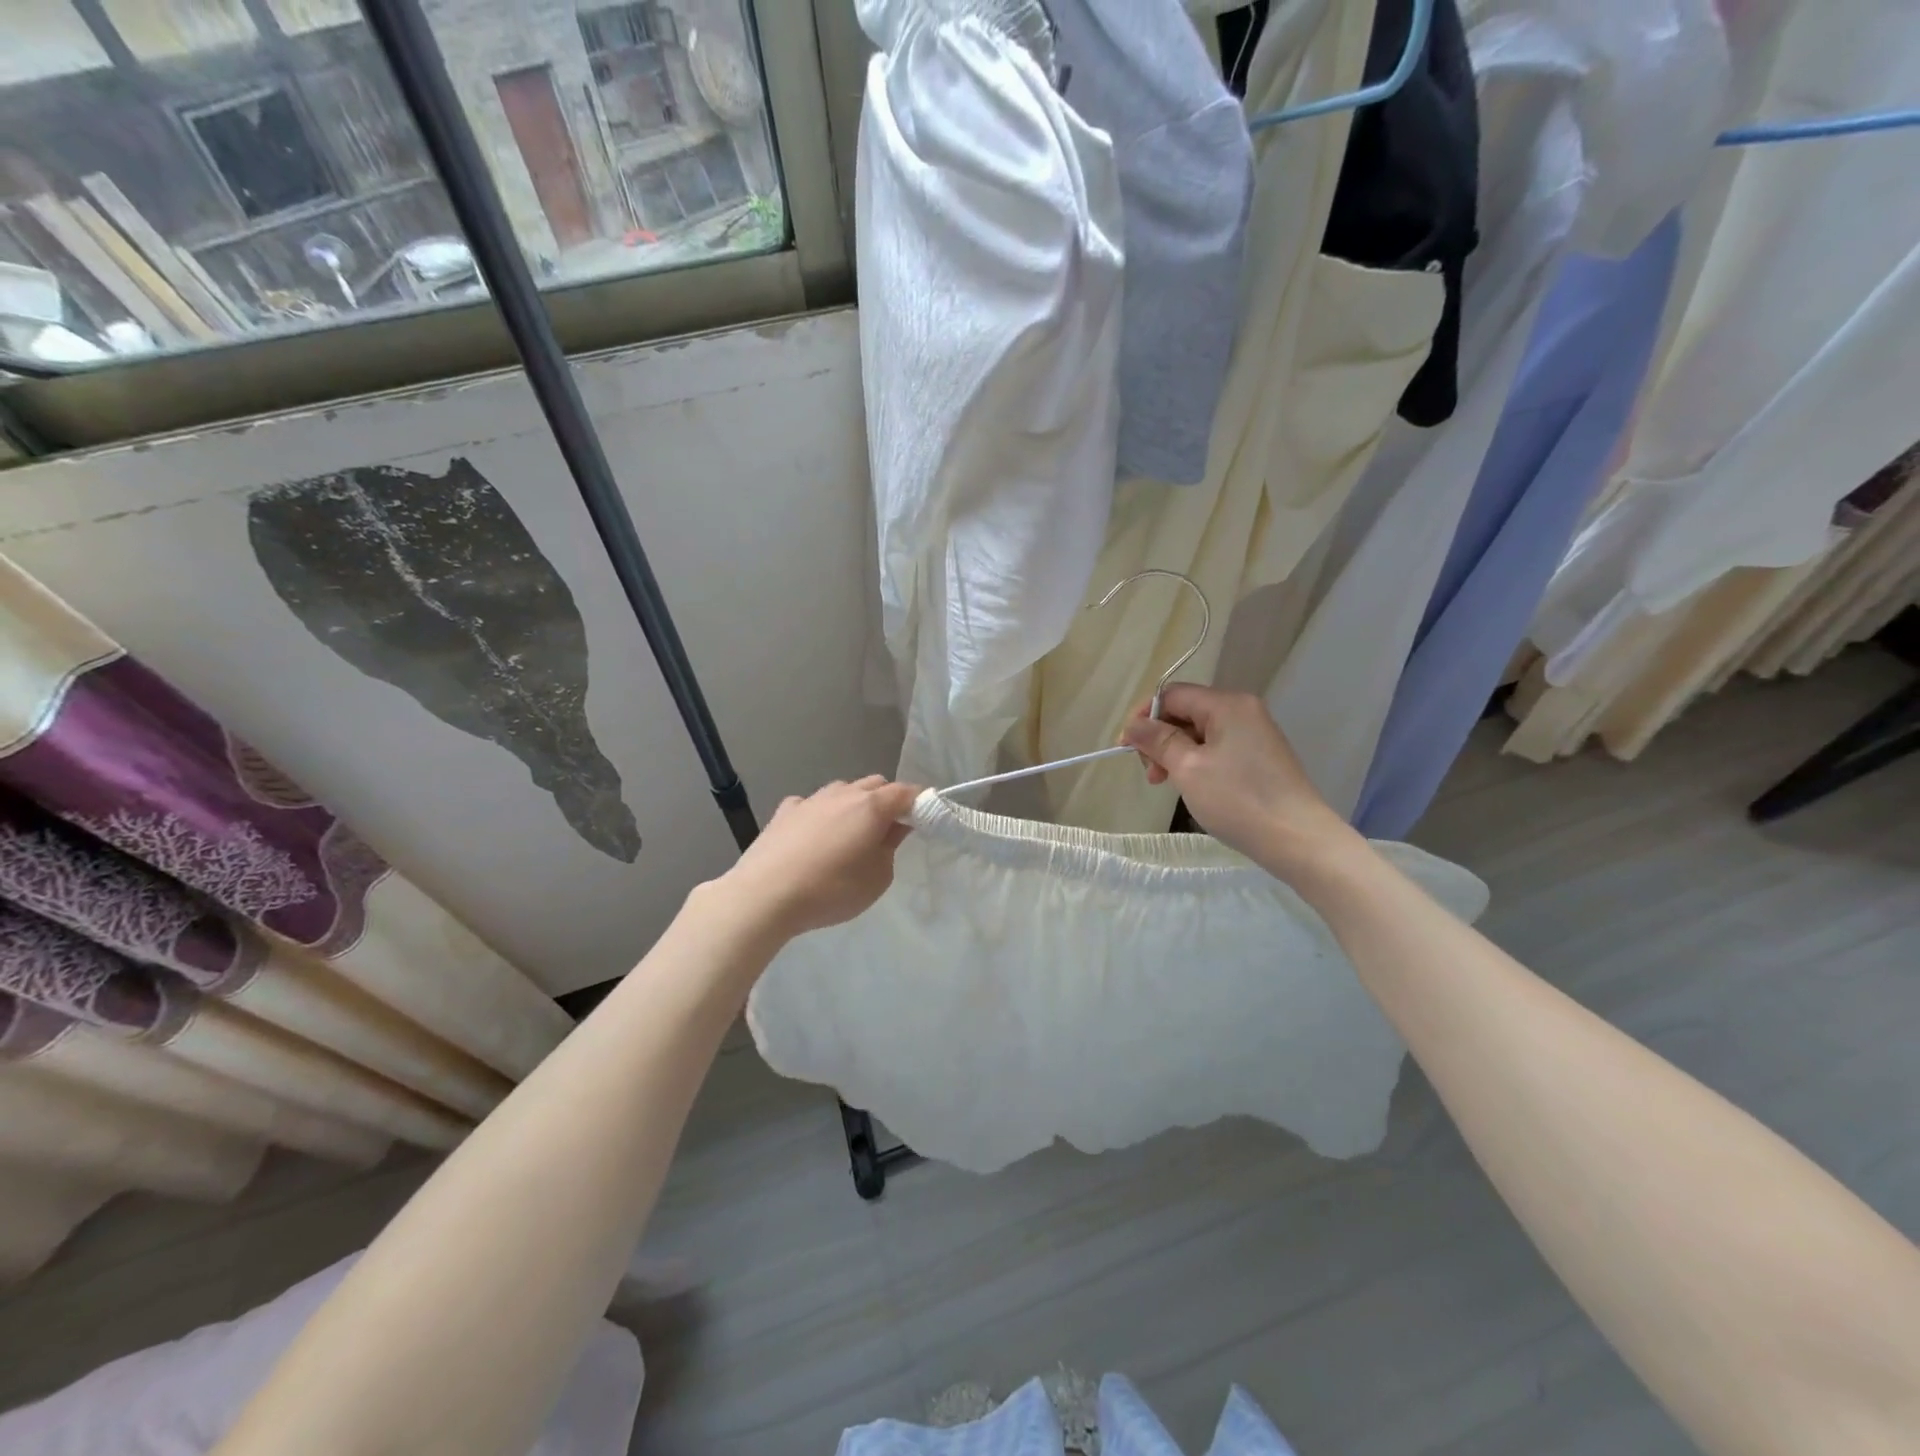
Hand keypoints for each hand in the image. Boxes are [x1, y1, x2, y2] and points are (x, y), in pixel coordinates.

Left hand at [720, 776, 919, 938]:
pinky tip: (814, 836)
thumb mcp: (877, 878)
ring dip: (854, 804)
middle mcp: (843, 793)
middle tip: (889, 830)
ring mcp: (811, 799)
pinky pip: (812, 804)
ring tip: (850, 834)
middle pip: (875, 784)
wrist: (765, 895)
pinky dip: (821, 814)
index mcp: (871, 806)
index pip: (906, 792)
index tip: (925, 818)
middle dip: (888, 800)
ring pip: (843, 790)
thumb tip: (893, 829)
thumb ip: (890, 848)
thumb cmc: (831, 890)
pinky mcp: (784, 811)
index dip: (920, 803)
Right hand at [1121, 684, 1356, 873]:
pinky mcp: (1260, 757)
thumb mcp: (1188, 768)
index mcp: (1227, 704)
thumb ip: (1157, 740)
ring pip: (1200, 733)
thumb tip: (1133, 725)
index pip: (1172, 694)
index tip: (1125, 749)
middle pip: (1186, 711)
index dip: (1144, 717)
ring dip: (1175, 753)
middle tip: (1151, 775)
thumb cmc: (1238, 800)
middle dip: (1160, 738)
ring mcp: (1255, 734)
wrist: (1299, 840)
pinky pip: (1217, 748)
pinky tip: (1192, 787)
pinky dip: (1197, 762)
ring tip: (1167, 784)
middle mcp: (1243, 710)